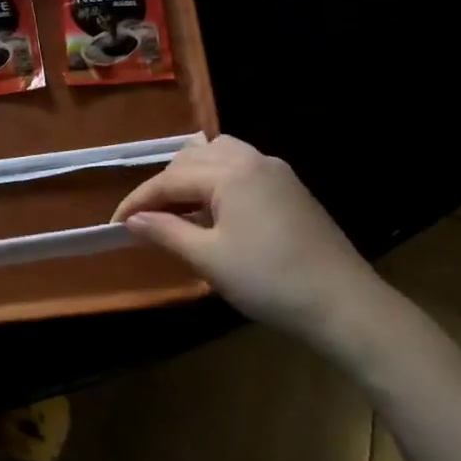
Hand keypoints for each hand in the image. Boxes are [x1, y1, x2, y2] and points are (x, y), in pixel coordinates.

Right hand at [112, 135, 399, 358]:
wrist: (345, 305)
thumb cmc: (270, 281)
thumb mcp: (208, 259)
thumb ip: (165, 232)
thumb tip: (131, 221)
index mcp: (231, 172)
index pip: (170, 179)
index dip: (139, 201)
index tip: (115, 224)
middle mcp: (254, 160)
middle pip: (194, 158)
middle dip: (165, 185)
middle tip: (147, 218)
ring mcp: (277, 172)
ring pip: (221, 156)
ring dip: (193, 176)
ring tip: (180, 209)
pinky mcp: (292, 189)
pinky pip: (243, 169)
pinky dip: (219, 181)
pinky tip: (216, 212)